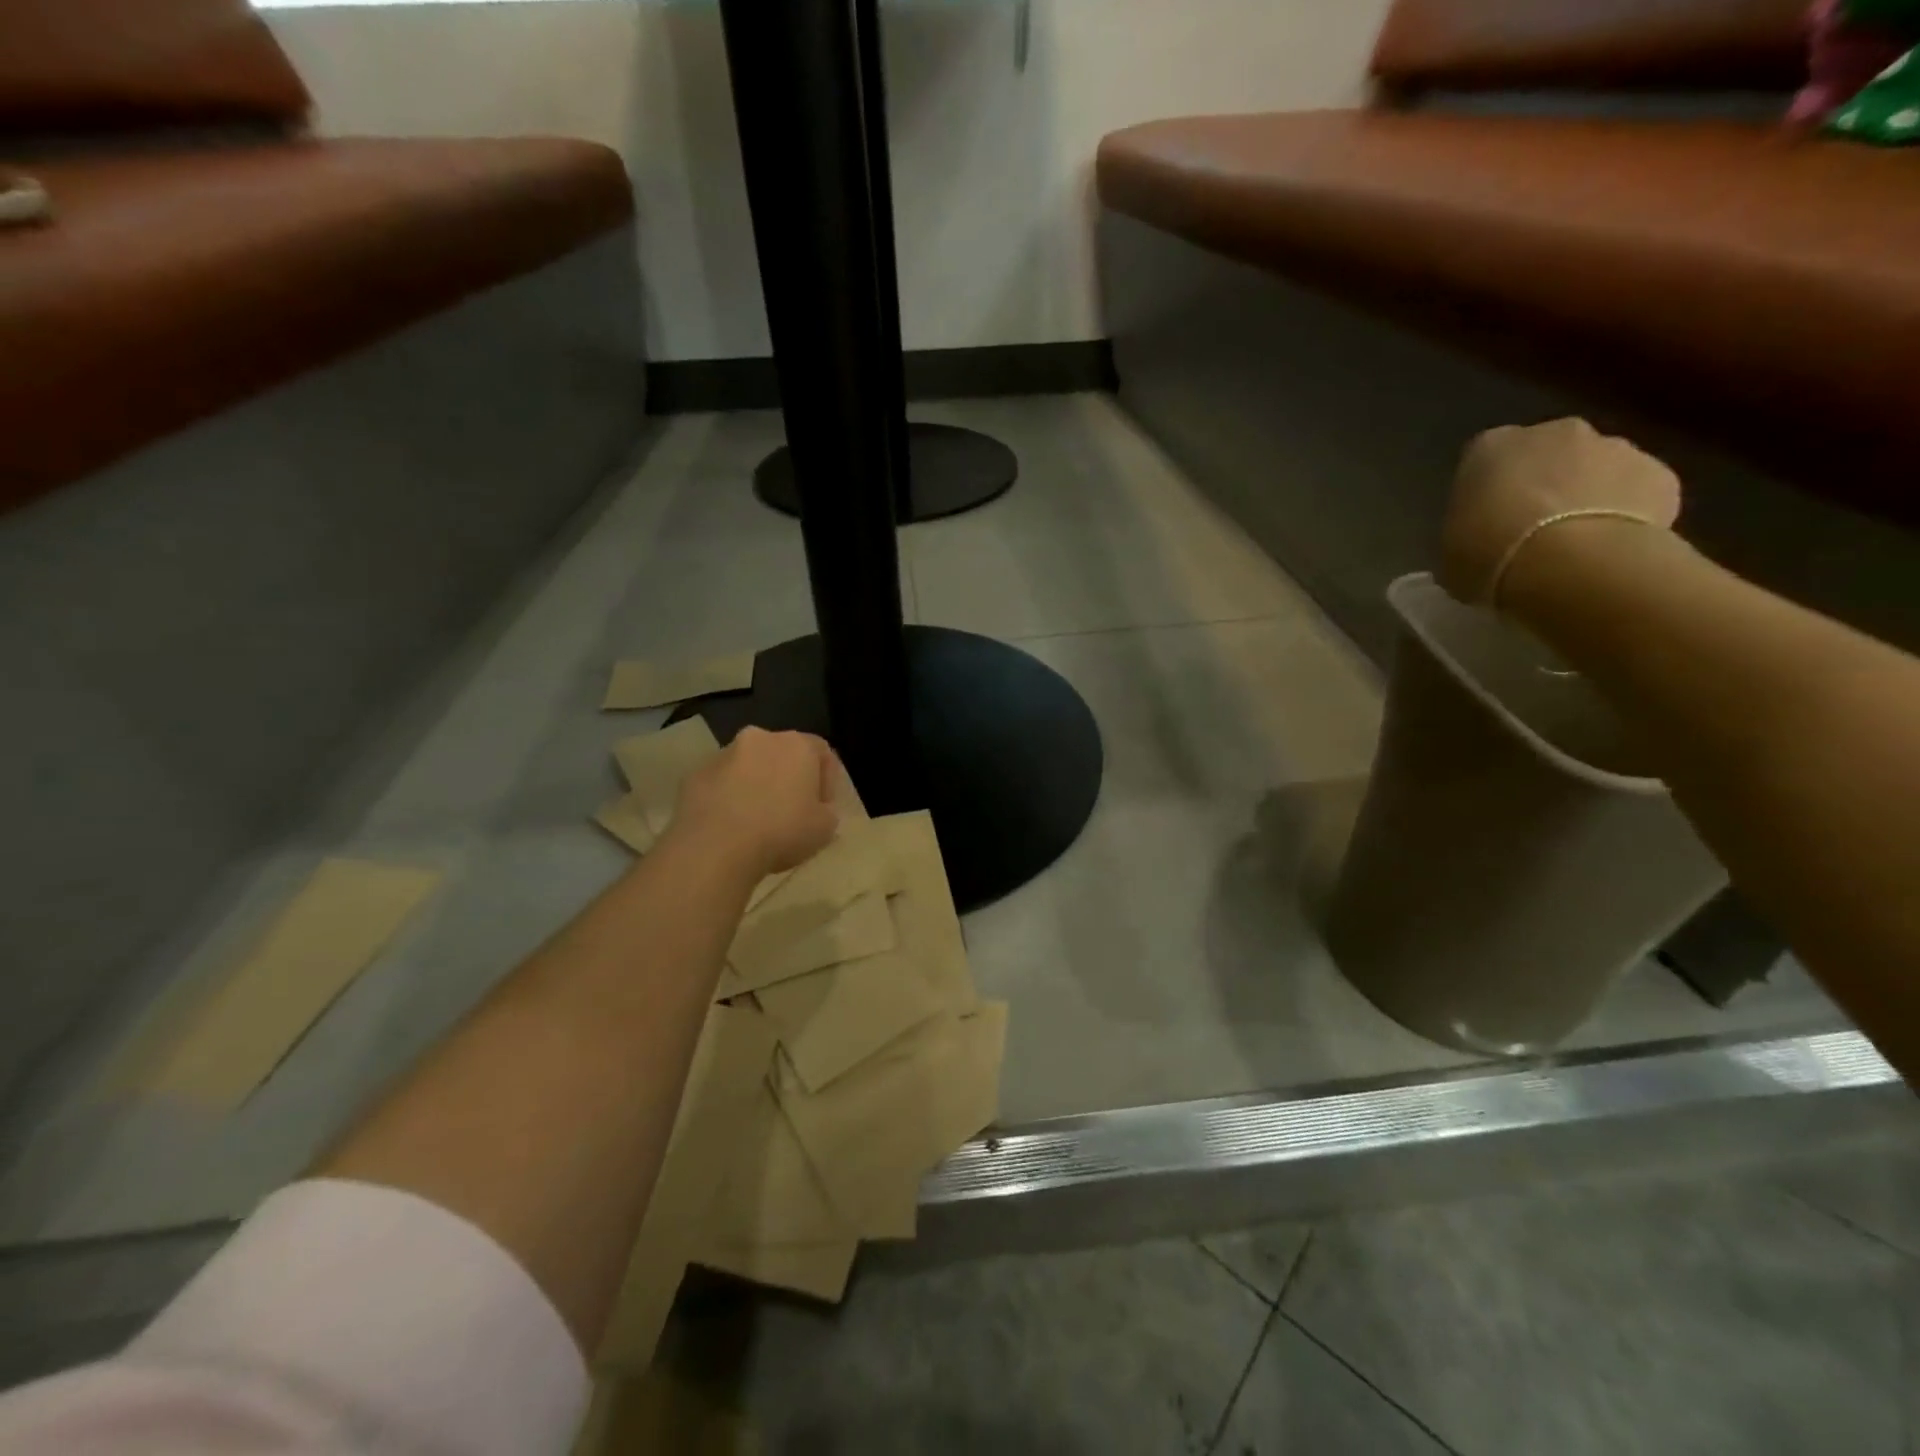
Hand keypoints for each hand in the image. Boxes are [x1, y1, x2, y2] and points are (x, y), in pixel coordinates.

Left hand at [670, 727, 839, 881]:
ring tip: (756, 822)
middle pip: (781, 754)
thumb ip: (827, 813)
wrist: (716, 846)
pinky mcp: (694, 775)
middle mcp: (760, 739)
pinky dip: (727, 798)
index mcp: (797, 745)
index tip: (823, 808)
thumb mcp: (825, 829)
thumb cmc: (781, 831)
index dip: (826, 780)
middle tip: (790, 812)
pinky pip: (720, 784)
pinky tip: (730, 827)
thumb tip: (818, 811)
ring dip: (755, 786)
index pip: (822, 752)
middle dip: (787, 778)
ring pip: (748, 767)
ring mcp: (723, 755)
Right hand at [1440, 418, 1681, 605]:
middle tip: (1533, 531)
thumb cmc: (1489, 555)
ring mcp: (1614, 446)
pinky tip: (1611, 549)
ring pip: (1597, 469)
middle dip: (1543, 484)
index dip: (1487, 492)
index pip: (1483, 461)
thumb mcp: (1453, 552)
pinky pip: (1637, 493)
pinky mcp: (1660, 473)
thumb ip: (1469, 532)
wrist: (1570, 563)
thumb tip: (1484, 538)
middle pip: (1547, 455)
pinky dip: (1627, 514)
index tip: (1487, 522)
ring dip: (1587, 496)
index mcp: (1490, 447)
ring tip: (1576, 545)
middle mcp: (1553, 432)